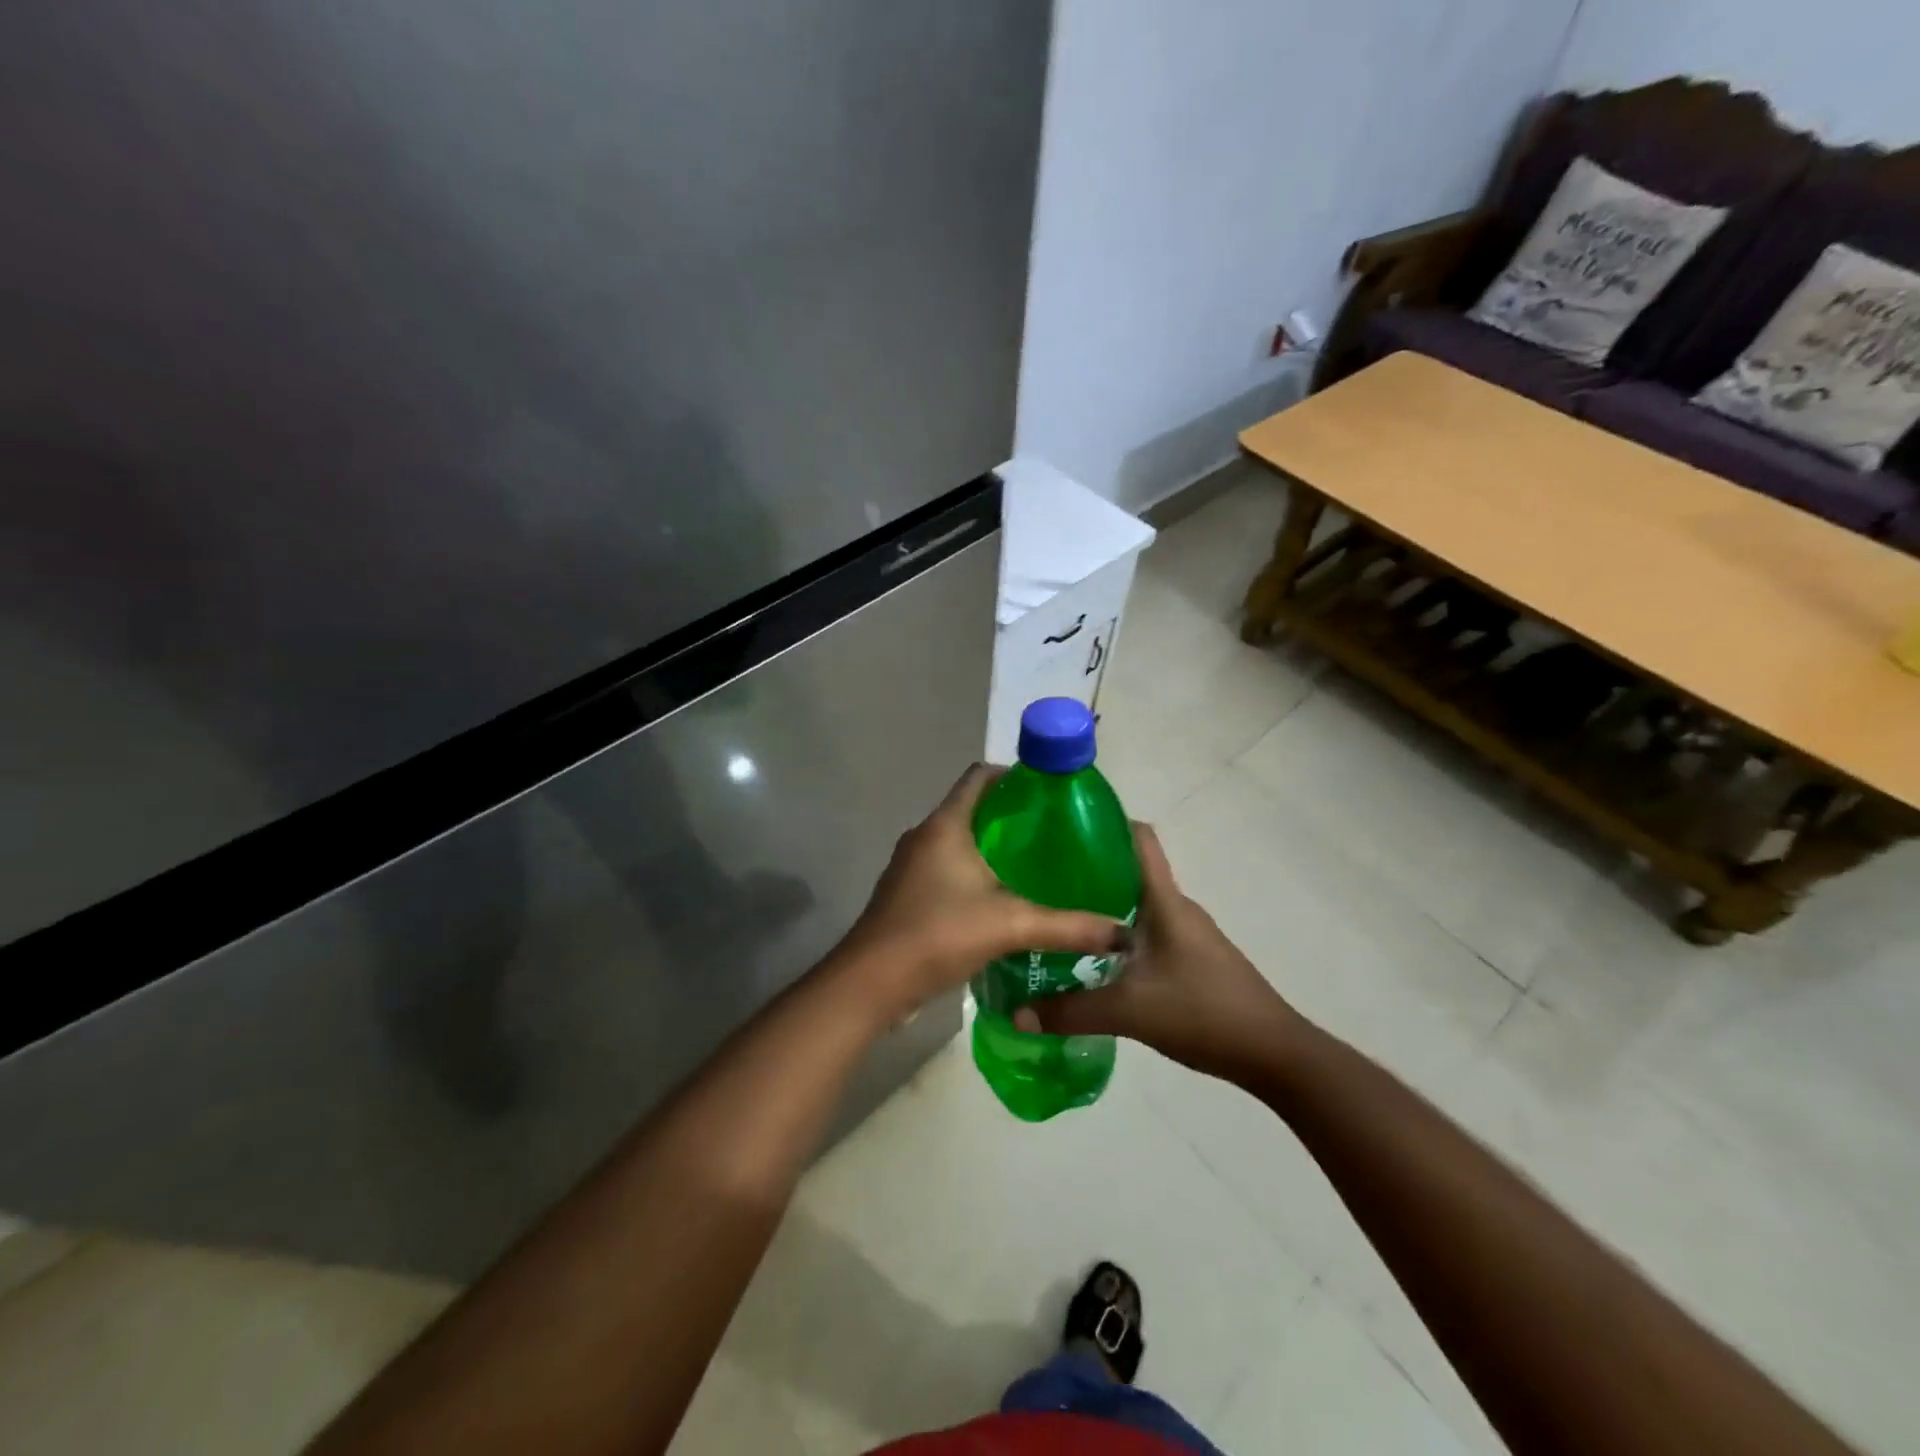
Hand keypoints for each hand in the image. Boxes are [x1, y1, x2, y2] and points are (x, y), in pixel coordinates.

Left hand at [836, 764, 1130, 1022]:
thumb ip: (1067, 927)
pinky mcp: (907, 894)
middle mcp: (924, 836)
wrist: (871, 983)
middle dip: (1011, 817)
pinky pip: (947, 869)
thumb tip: (1120, 931)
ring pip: (959, 842)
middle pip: (972, 809)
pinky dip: (974, 874)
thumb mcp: (1010, 926)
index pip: (979, 776)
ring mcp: (911, 866)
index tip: (1050, 792)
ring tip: (1036, 867)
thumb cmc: (937, 934)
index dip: (1014, 775)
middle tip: (1054, 835)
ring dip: (992, 849)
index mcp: (945, 825)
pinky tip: (1003, 901)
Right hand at [1018, 822, 1300, 1085]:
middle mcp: (1177, 908)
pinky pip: (1148, 932)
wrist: (1274, 1054)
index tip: (1062, 828)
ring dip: (1102, 907)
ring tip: (1059, 919)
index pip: (1140, 839)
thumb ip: (1070, 1010)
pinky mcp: (1193, 958)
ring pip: (1138, 905)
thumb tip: (1016, 1013)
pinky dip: (1119, 935)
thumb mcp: (1129, 1012)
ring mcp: (1189, 934)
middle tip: (1042, 882)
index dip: (1105, 823)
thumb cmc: (1203, 1012)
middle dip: (1088, 871)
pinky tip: (1094, 960)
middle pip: (1130, 871)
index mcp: (1165, 901)